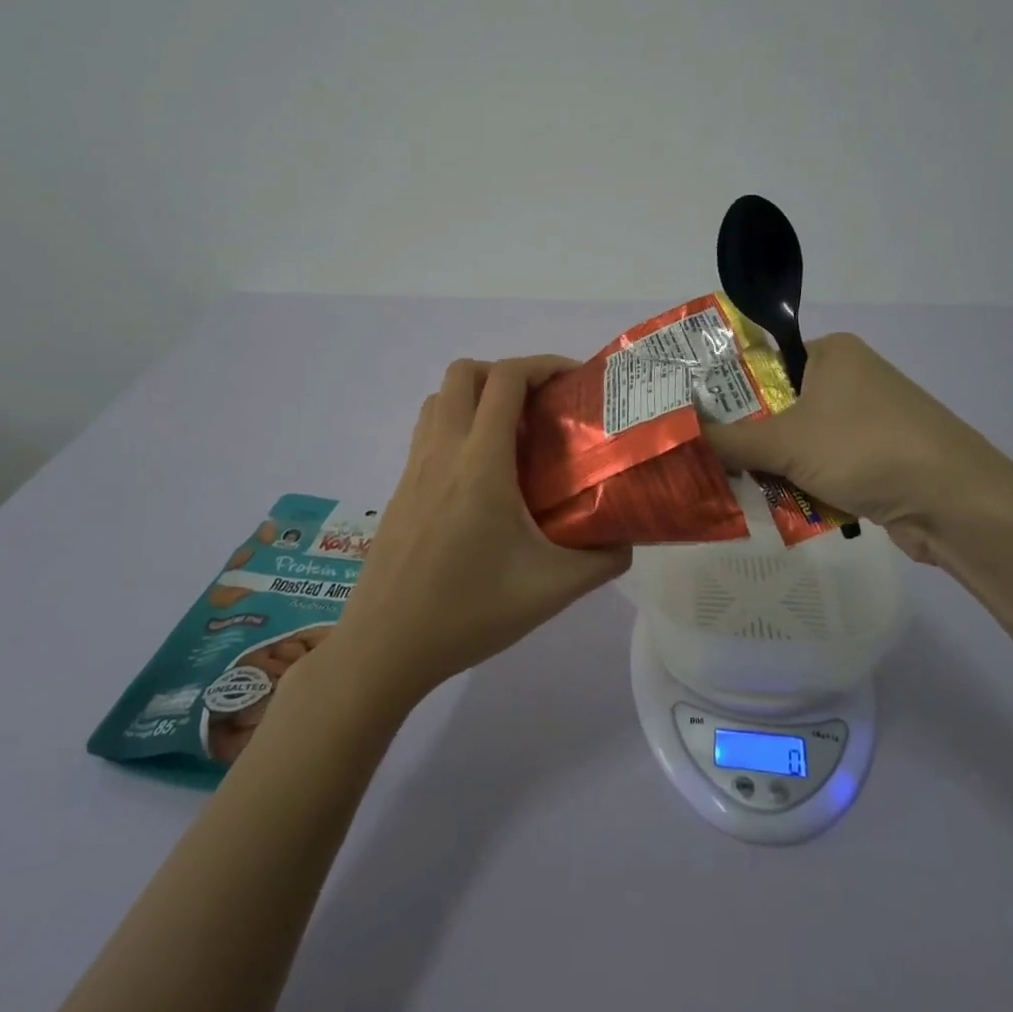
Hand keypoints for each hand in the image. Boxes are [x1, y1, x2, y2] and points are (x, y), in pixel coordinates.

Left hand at [330, 357, 631, 705]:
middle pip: (464, 372)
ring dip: (476, 395)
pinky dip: (457, 424)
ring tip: (512, 433)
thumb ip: (601, 561)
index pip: (506, 379)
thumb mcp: (551, 590)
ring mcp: (414, 468)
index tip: (573, 380)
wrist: (385, 647)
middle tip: (541, 406)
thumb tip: (627, 540)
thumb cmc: (468, 612)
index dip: (542, 365)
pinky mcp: (400, 489)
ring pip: (439, 398)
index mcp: (480, 462)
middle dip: (506, 373)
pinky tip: (481, 474)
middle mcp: (442, 450)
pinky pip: (428, 431)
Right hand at [703, 333, 1012, 564]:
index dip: (725, 391)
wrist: (956, 503)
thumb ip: (728, 439)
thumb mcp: (786, 443)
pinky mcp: (878, 456)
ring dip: (776, 466)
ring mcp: (866, 419)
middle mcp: (848, 378)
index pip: (761, 363)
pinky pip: (824, 463)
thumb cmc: (866, 449)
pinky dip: (805, 482)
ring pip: (799, 440)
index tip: (693, 419)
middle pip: (777, 406)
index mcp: (830, 353)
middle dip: (749, 438)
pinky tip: (783, 504)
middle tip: (711, 460)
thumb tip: (676, 433)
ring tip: (741, 487)